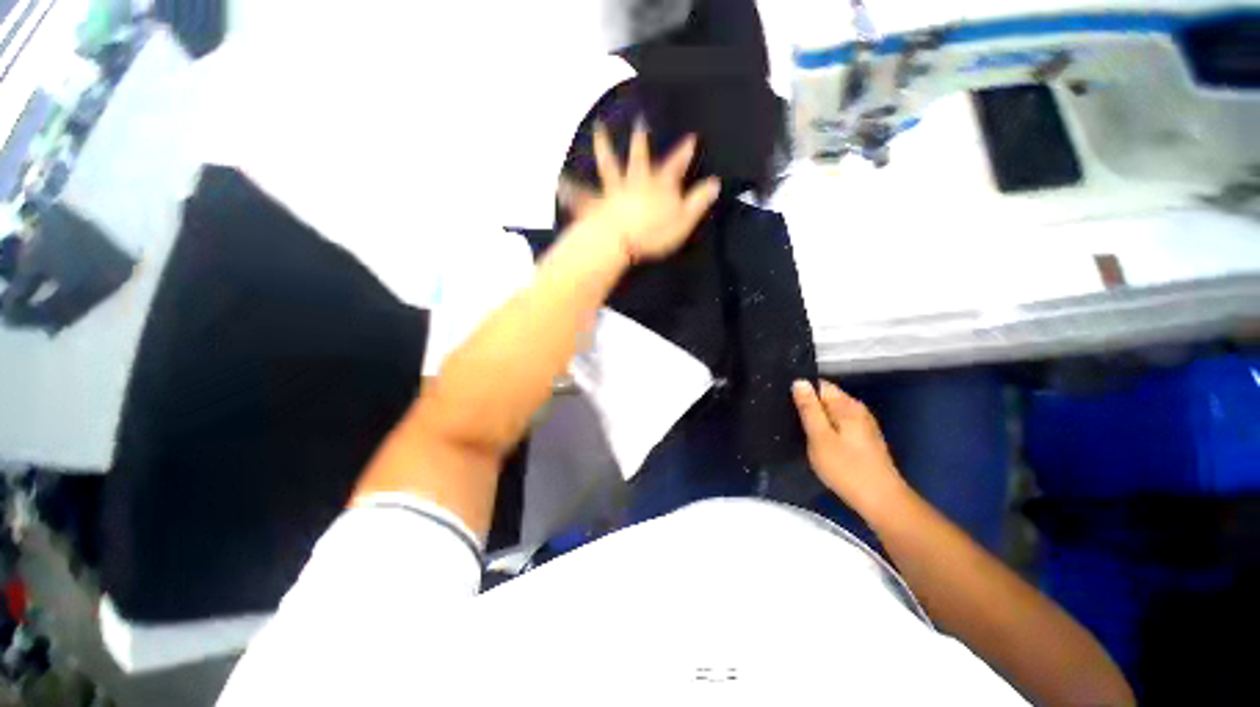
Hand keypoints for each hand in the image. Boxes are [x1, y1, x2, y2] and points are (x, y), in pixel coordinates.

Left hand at [558, 119, 720, 262]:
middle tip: (639, 121)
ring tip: (598, 128)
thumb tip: (714, 182)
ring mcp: (614, 192)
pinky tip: (560, 182)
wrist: (620, 242)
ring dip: (604, 147)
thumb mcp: (684, 220)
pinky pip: (582, 196)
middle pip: (638, 157)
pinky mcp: (597, 205)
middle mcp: (635, 182)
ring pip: (608, 166)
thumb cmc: (654, 233)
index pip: (675, 165)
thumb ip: (698, 201)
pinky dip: (572, 190)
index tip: (691, 137)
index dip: (684, 152)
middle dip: (641, 140)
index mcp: (659, 186)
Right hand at [792, 380, 908, 518]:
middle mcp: (857, 410)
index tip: (785, 403)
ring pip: (832, 413)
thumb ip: (809, 408)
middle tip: (789, 420)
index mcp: (847, 406)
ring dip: (817, 420)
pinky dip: (826, 430)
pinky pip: (839, 425)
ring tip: (800, 432)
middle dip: (808, 406)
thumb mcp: (820, 437)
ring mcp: (863, 425)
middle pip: (826, 398)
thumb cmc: (847, 468)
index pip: (820, 385)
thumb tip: (799, 381)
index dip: (802, 390)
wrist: (882, 501)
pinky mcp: (864, 440)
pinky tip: (818, 444)